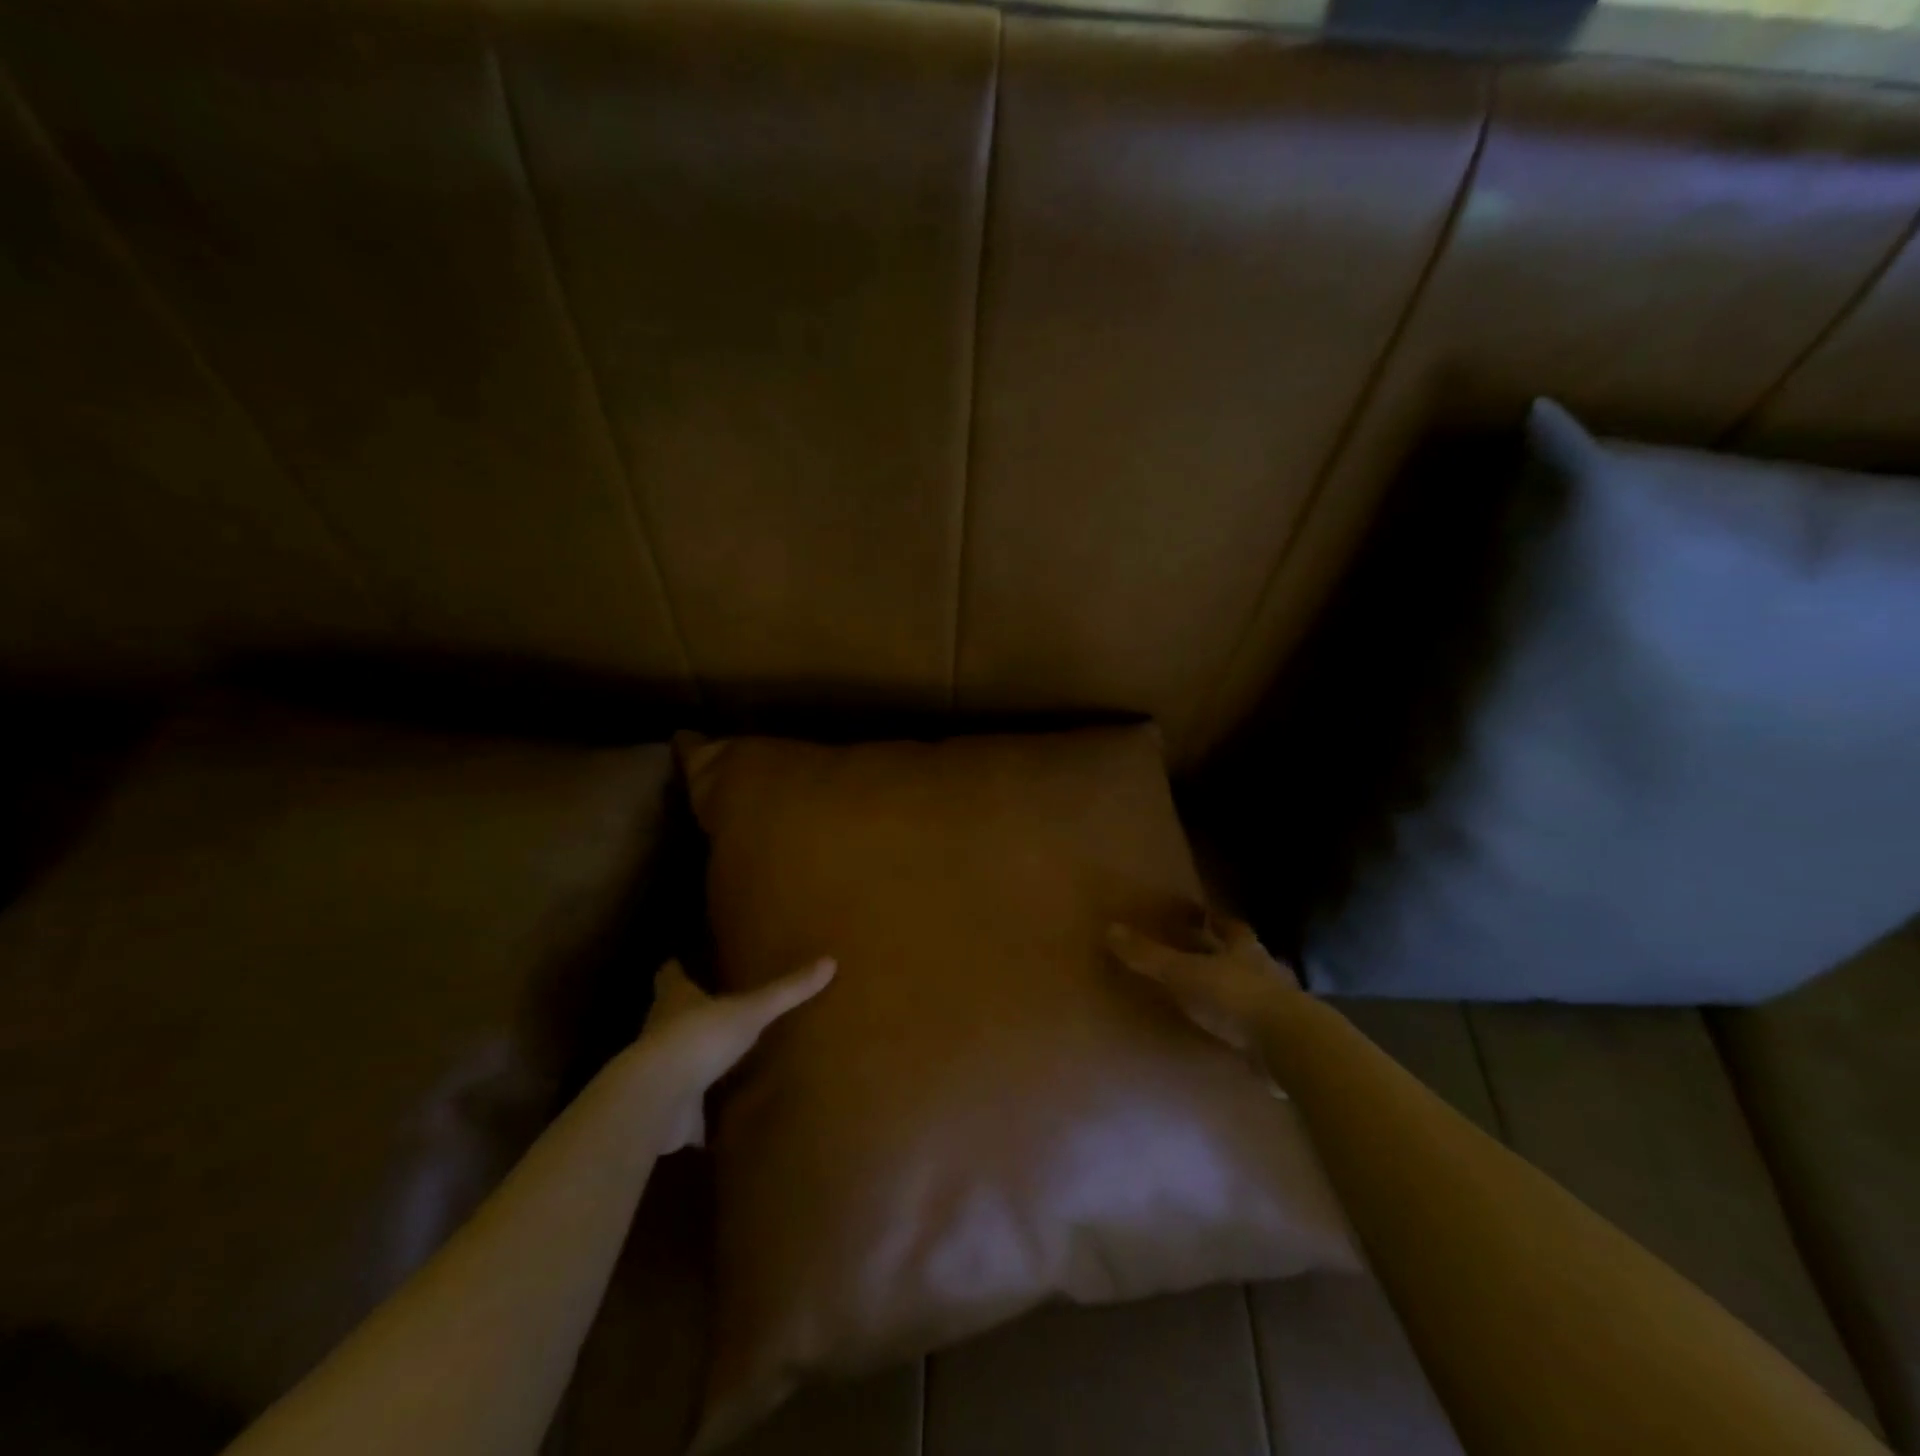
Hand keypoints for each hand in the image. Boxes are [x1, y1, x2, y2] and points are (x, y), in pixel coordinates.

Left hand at [631, 957, 834, 1150]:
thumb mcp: (751, 1010)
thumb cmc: (700, 1037)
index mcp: (676, 1001)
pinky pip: (686, 1112)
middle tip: (709, 1008)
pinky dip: (698, 1115)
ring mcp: (662, 1074)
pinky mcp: (668, 1112)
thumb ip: (787, 991)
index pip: (670, 976)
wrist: (659, 1099)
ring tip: (718, 1060)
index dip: (675, 970)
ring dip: (691, 1062)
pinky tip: (716, 1120)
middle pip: (669, 1017)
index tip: (679, 963)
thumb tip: (830, 961)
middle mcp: (661, 1032)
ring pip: (676, 1062)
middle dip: (685, 1014)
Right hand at [1107, 916, 1299, 1058]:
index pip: (1230, 926)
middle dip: (1230, 954)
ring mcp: (1282, 1006)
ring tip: (1219, 996)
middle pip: (1248, 956)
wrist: (1289, 1045)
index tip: (1205, 915)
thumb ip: (1149, 956)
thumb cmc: (1234, 997)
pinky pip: (1263, 1026)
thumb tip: (1110, 929)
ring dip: (1242, 990)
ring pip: (1259, 989)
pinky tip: (1236, 1035)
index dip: (1217, 920)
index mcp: (1244, 949)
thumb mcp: (1183, 973)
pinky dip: (1249, 1026)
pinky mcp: (1287, 1039)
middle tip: (1208, 954)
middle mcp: (1267, 970)